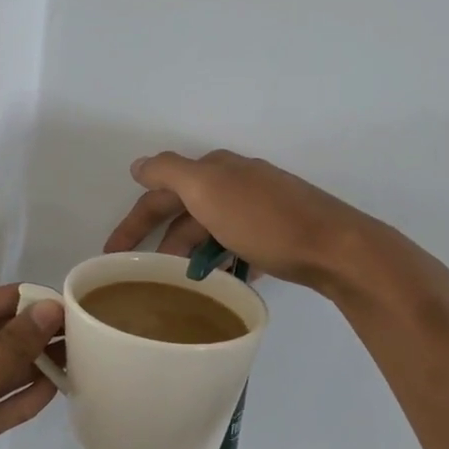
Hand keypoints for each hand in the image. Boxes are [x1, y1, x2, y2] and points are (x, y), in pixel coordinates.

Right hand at [104, 149, 448, 302]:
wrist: (337, 247)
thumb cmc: (265, 221)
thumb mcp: (208, 189)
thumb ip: (169, 172)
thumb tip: (138, 165)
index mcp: (216, 169)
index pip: (160, 192)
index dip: (133, 221)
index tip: (112, 254)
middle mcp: (237, 181)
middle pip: (186, 212)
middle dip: (164, 241)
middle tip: (148, 275)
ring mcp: (262, 205)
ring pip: (212, 230)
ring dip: (195, 254)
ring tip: (186, 284)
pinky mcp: (282, 231)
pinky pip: (240, 245)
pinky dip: (225, 261)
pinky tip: (225, 280)